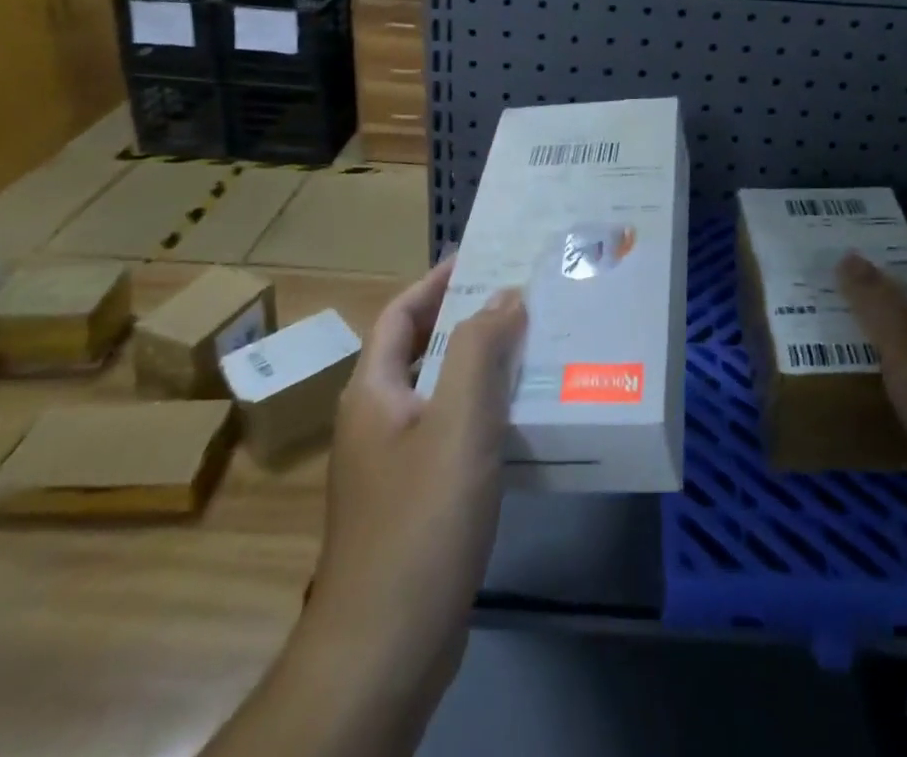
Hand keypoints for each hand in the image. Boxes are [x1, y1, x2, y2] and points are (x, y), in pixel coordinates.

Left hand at [301, 260, 526, 735]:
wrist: (384, 650)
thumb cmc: (420, 521)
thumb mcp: (459, 422)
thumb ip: (479, 350)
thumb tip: (505, 295)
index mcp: (373, 391)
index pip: (401, 313)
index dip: (436, 281)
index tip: (479, 256)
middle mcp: (376, 420)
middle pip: (421, 349)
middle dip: (467, 320)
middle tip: (520, 297)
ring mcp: (392, 466)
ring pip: (440, 394)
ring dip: (480, 367)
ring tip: (532, 346)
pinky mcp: (415, 502)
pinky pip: (451, 434)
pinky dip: (483, 413)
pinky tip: (522, 420)